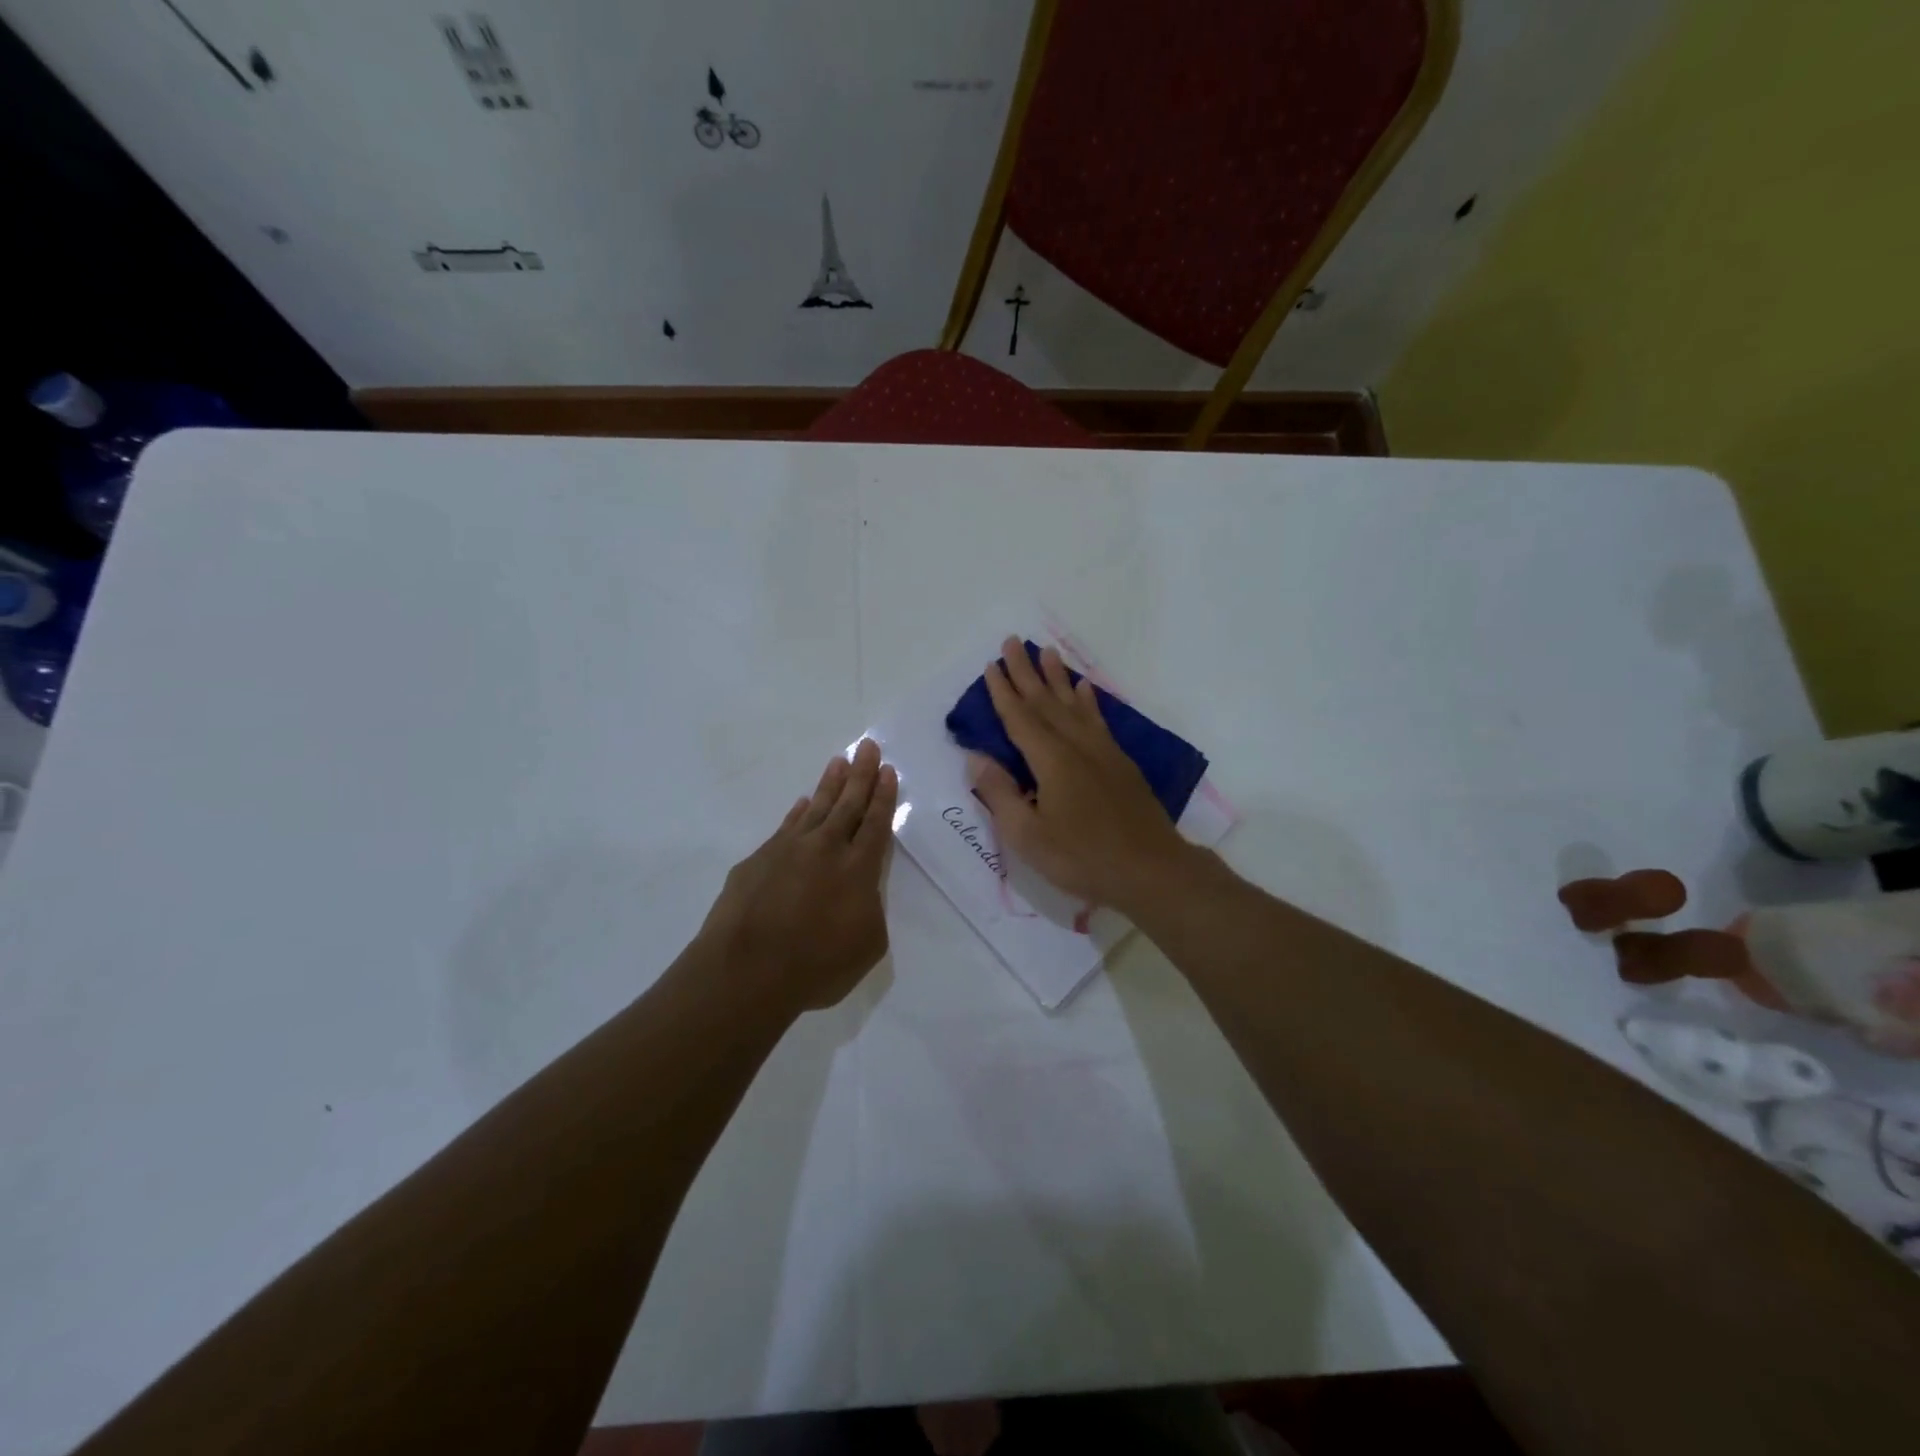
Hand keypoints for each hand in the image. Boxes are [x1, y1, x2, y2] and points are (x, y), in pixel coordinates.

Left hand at [697, 738, 897, 1015]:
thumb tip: (861, 890)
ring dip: (830, 784)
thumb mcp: (867, 945)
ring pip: (816, 808)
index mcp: (858, 869)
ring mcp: (788, 850)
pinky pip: (786, 827)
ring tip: (839, 762)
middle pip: (848, 804)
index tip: (887, 770)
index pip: (875, 823)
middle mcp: (825, 849)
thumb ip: (871, 909)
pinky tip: (803, 804)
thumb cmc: (817, 966)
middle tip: (868, 746)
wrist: (746, 971)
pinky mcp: (758, 860)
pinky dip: (798, 812)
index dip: (883, 796)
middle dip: (861, 774)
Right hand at [970, 635, 1192, 911]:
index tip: (992, 665)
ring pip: (1074, 704)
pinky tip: (1084, 688)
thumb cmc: (1082, 857)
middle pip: (1045, 701)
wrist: (1151, 869)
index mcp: (1050, 761)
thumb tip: (977, 757)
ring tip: (1048, 651)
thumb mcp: (1027, 836)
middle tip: (1012, 641)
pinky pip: (1098, 719)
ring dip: (1057, 677)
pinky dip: (1088, 700)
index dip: (1003, 692)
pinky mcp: (1120, 762)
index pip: (1020, 718)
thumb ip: (1000, 794)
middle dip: (1026, 671)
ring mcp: (1102, 751)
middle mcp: (1076, 746)